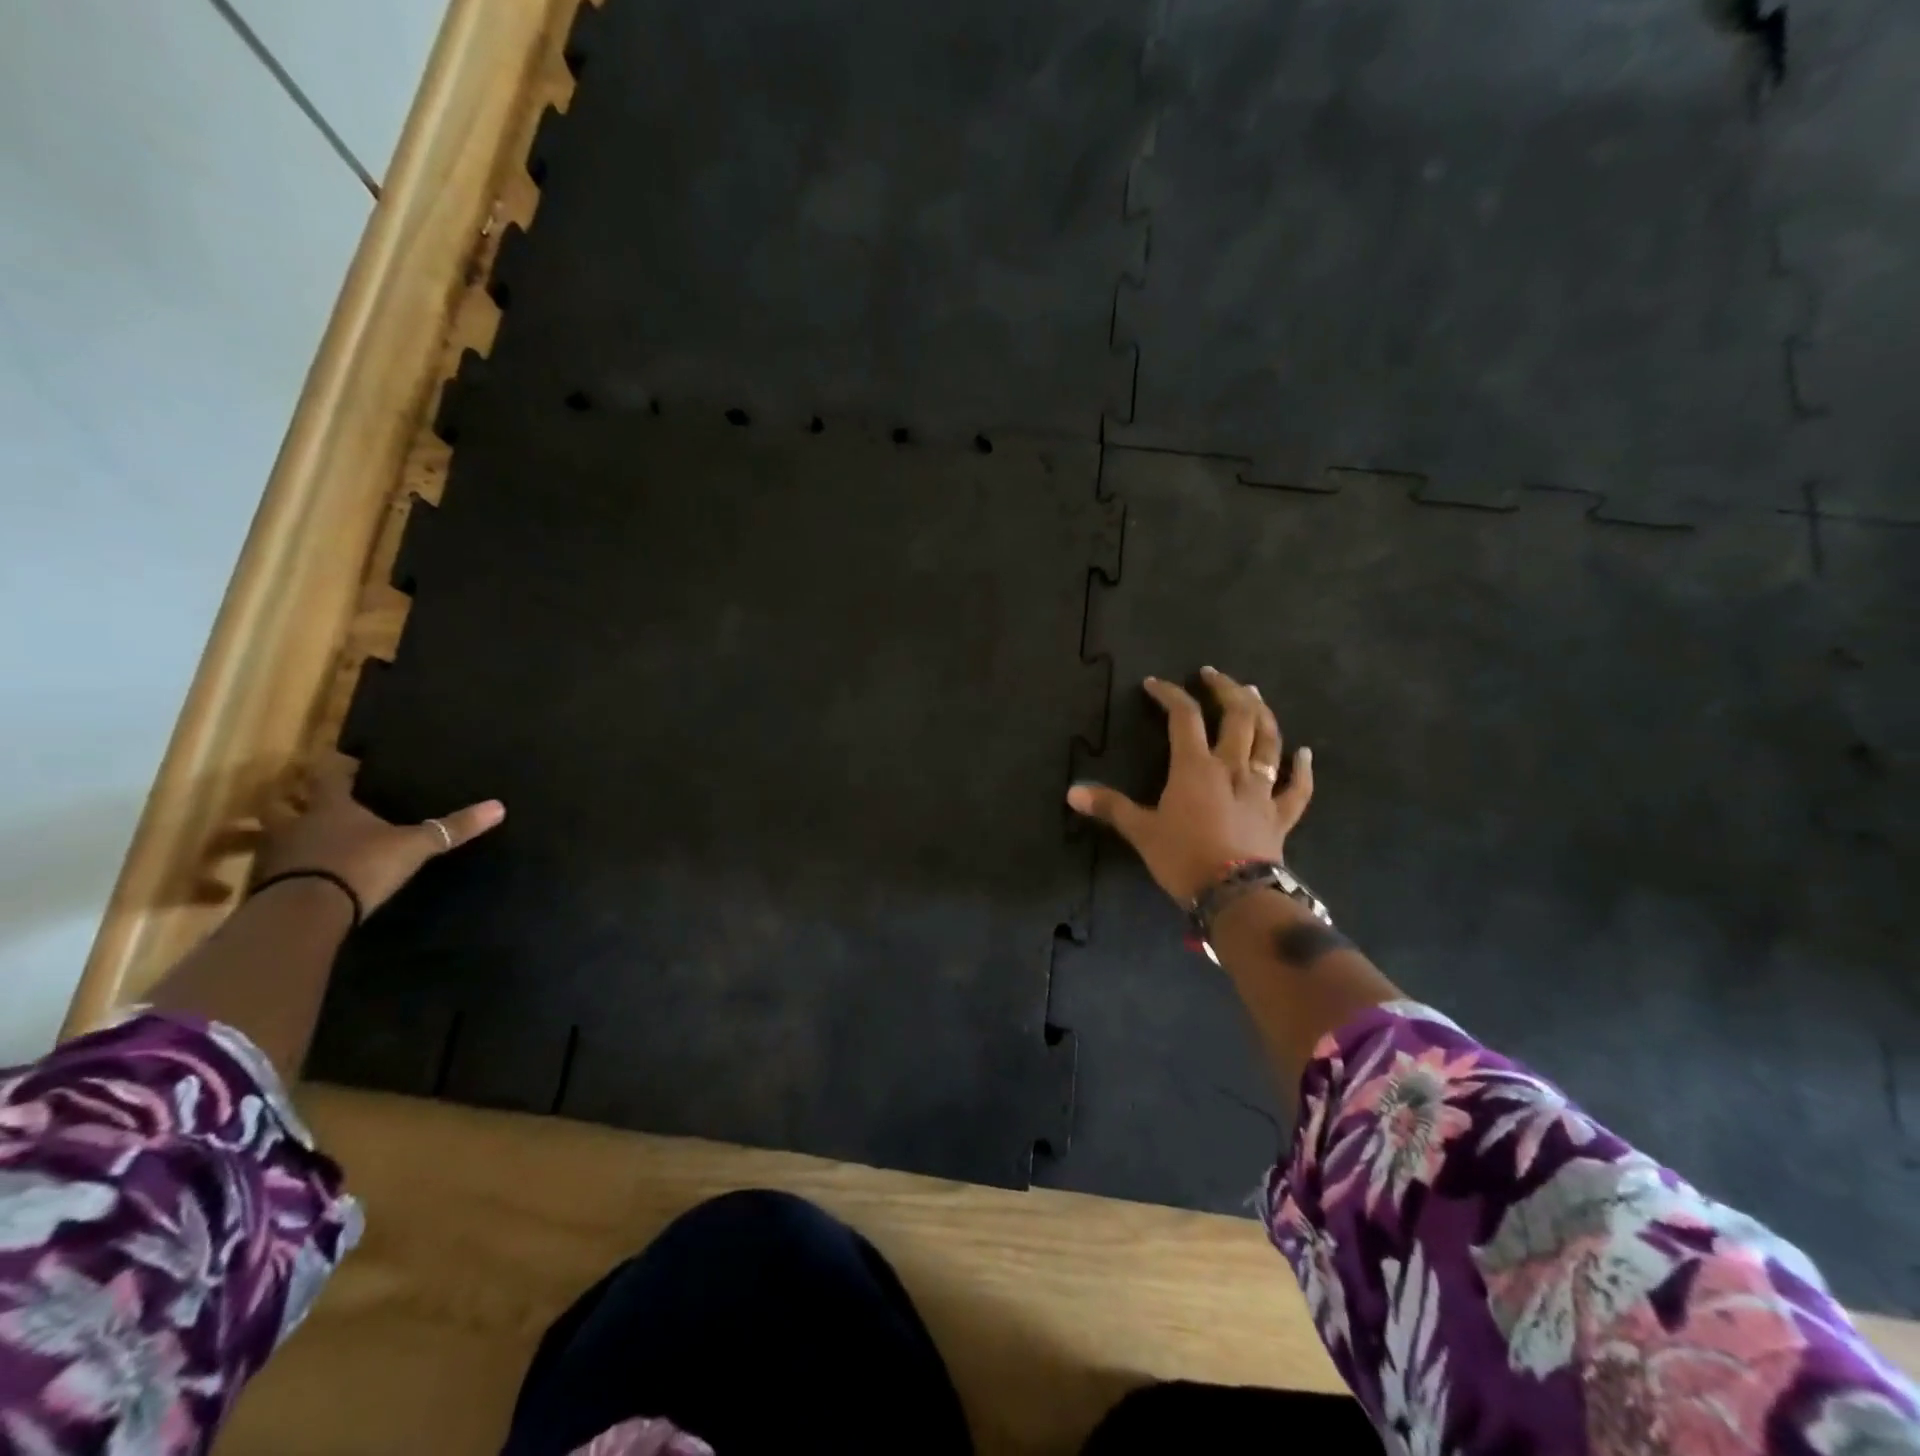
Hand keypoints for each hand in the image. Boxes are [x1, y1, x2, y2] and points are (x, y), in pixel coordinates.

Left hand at [250, 761, 504, 914]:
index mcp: (330, 806)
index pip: (328, 774)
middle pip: (282, 802)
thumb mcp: (414, 846)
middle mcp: (296, 823)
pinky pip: (272, 866)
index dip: (337, 765)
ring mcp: (275, 854)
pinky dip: (284, 865)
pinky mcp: (265, 885)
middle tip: (311, 797)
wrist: (306, 913)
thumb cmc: (360, 865)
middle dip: (293, 797)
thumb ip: (451, 828)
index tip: (348, 761)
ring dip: (284, 832)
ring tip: (305, 837)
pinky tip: (301, 873)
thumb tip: (498, 806)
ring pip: (271, 834)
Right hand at [1067, 666, 1312, 905]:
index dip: (1169, 694)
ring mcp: (1262, 789)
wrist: (1235, 895)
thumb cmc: (1184, 858)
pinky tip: (1305, 754)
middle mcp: (1233, 767)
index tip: (1154, 684)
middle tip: (1213, 675)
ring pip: (1269, 741)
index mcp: (1196, 767)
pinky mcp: (1281, 815)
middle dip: (1225, 690)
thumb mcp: (1141, 832)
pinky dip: (1303, 769)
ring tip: (1255, 694)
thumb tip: (1072, 793)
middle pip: (1237, 716)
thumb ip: (1110, 807)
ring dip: (1262, 714)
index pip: (1184, 717)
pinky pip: (1298, 788)